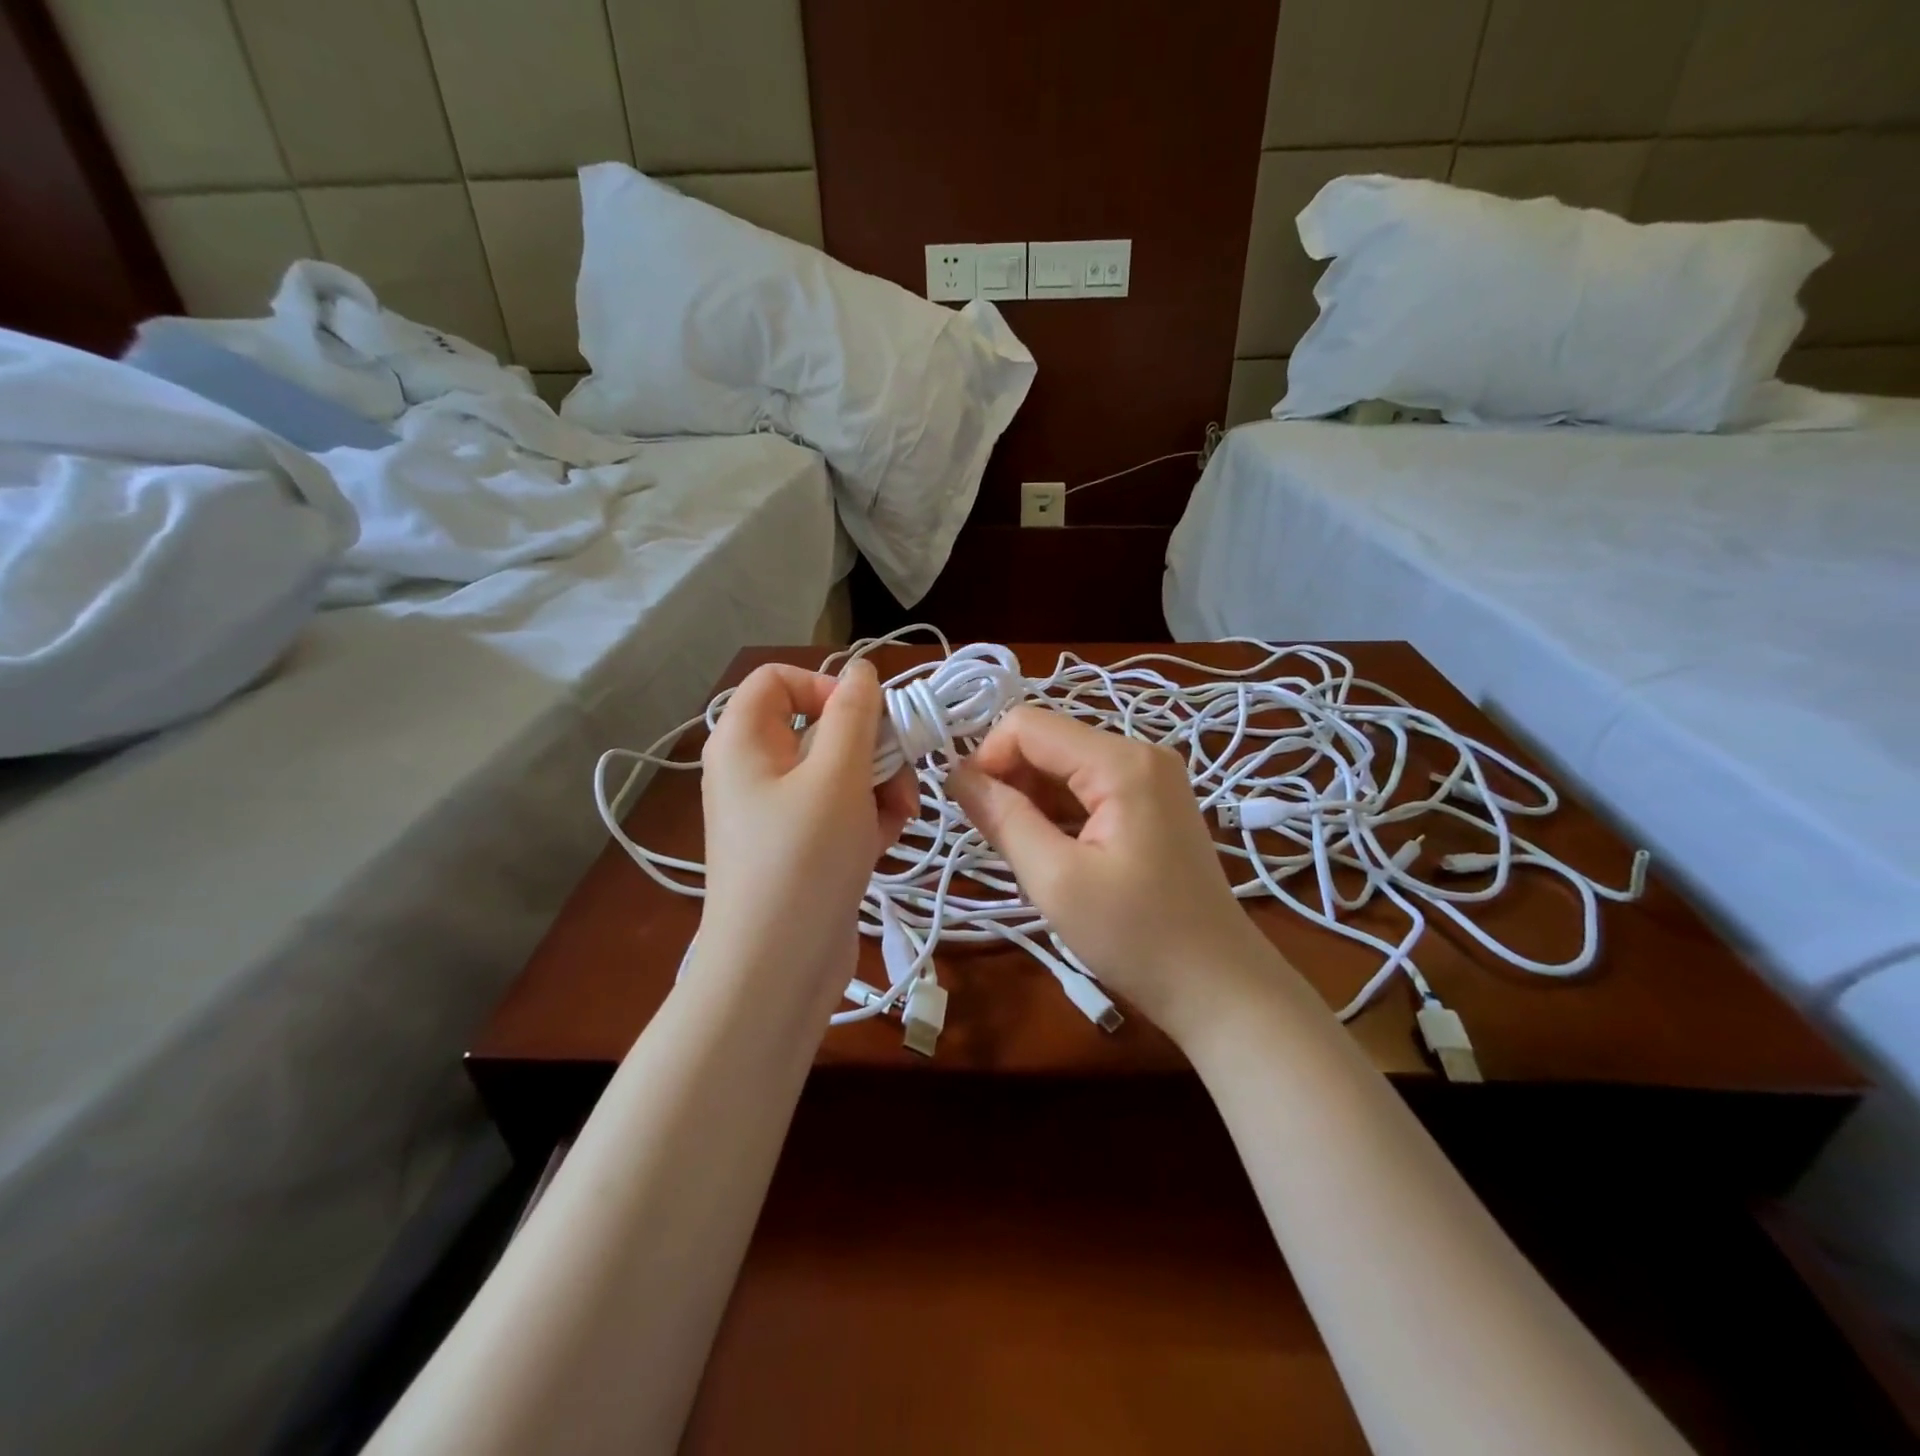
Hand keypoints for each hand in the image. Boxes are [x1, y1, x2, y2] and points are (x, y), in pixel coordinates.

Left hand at [696, 660, 916, 1007]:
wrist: (777, 968)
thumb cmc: (803, 858)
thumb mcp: (836, 775)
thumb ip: (854, 714)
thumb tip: (860, 669)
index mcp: (743, 741)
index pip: (779, 679)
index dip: (827, 687)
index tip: (866, 718)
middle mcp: (753, 770)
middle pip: (819, 728)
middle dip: (871, 747)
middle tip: (900, 776)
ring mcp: (776, 812)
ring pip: (838, 772)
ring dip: (879, 785)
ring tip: (900, 817)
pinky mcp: (800, 848)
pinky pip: (838, 811)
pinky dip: (867, 817)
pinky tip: (888, 839)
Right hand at [947, 705, 1281, 1041]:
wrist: (1218, 986)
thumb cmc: (1136, 937)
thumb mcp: (1056, 880)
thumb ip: (1003, 819)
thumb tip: (957, 776)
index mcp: (1121, 761)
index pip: (1027, 725)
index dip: (988, 759)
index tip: (973, 812)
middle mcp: (1140, 753)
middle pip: (1049, 742)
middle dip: (1012, 781)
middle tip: (999, 842)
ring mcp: (1152, 777)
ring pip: (1065, 765)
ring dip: (1034, 800)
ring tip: (1030, 854)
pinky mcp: (1154, 802)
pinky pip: (1089, 787)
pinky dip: (1060, 812)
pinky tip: (1056, 853)